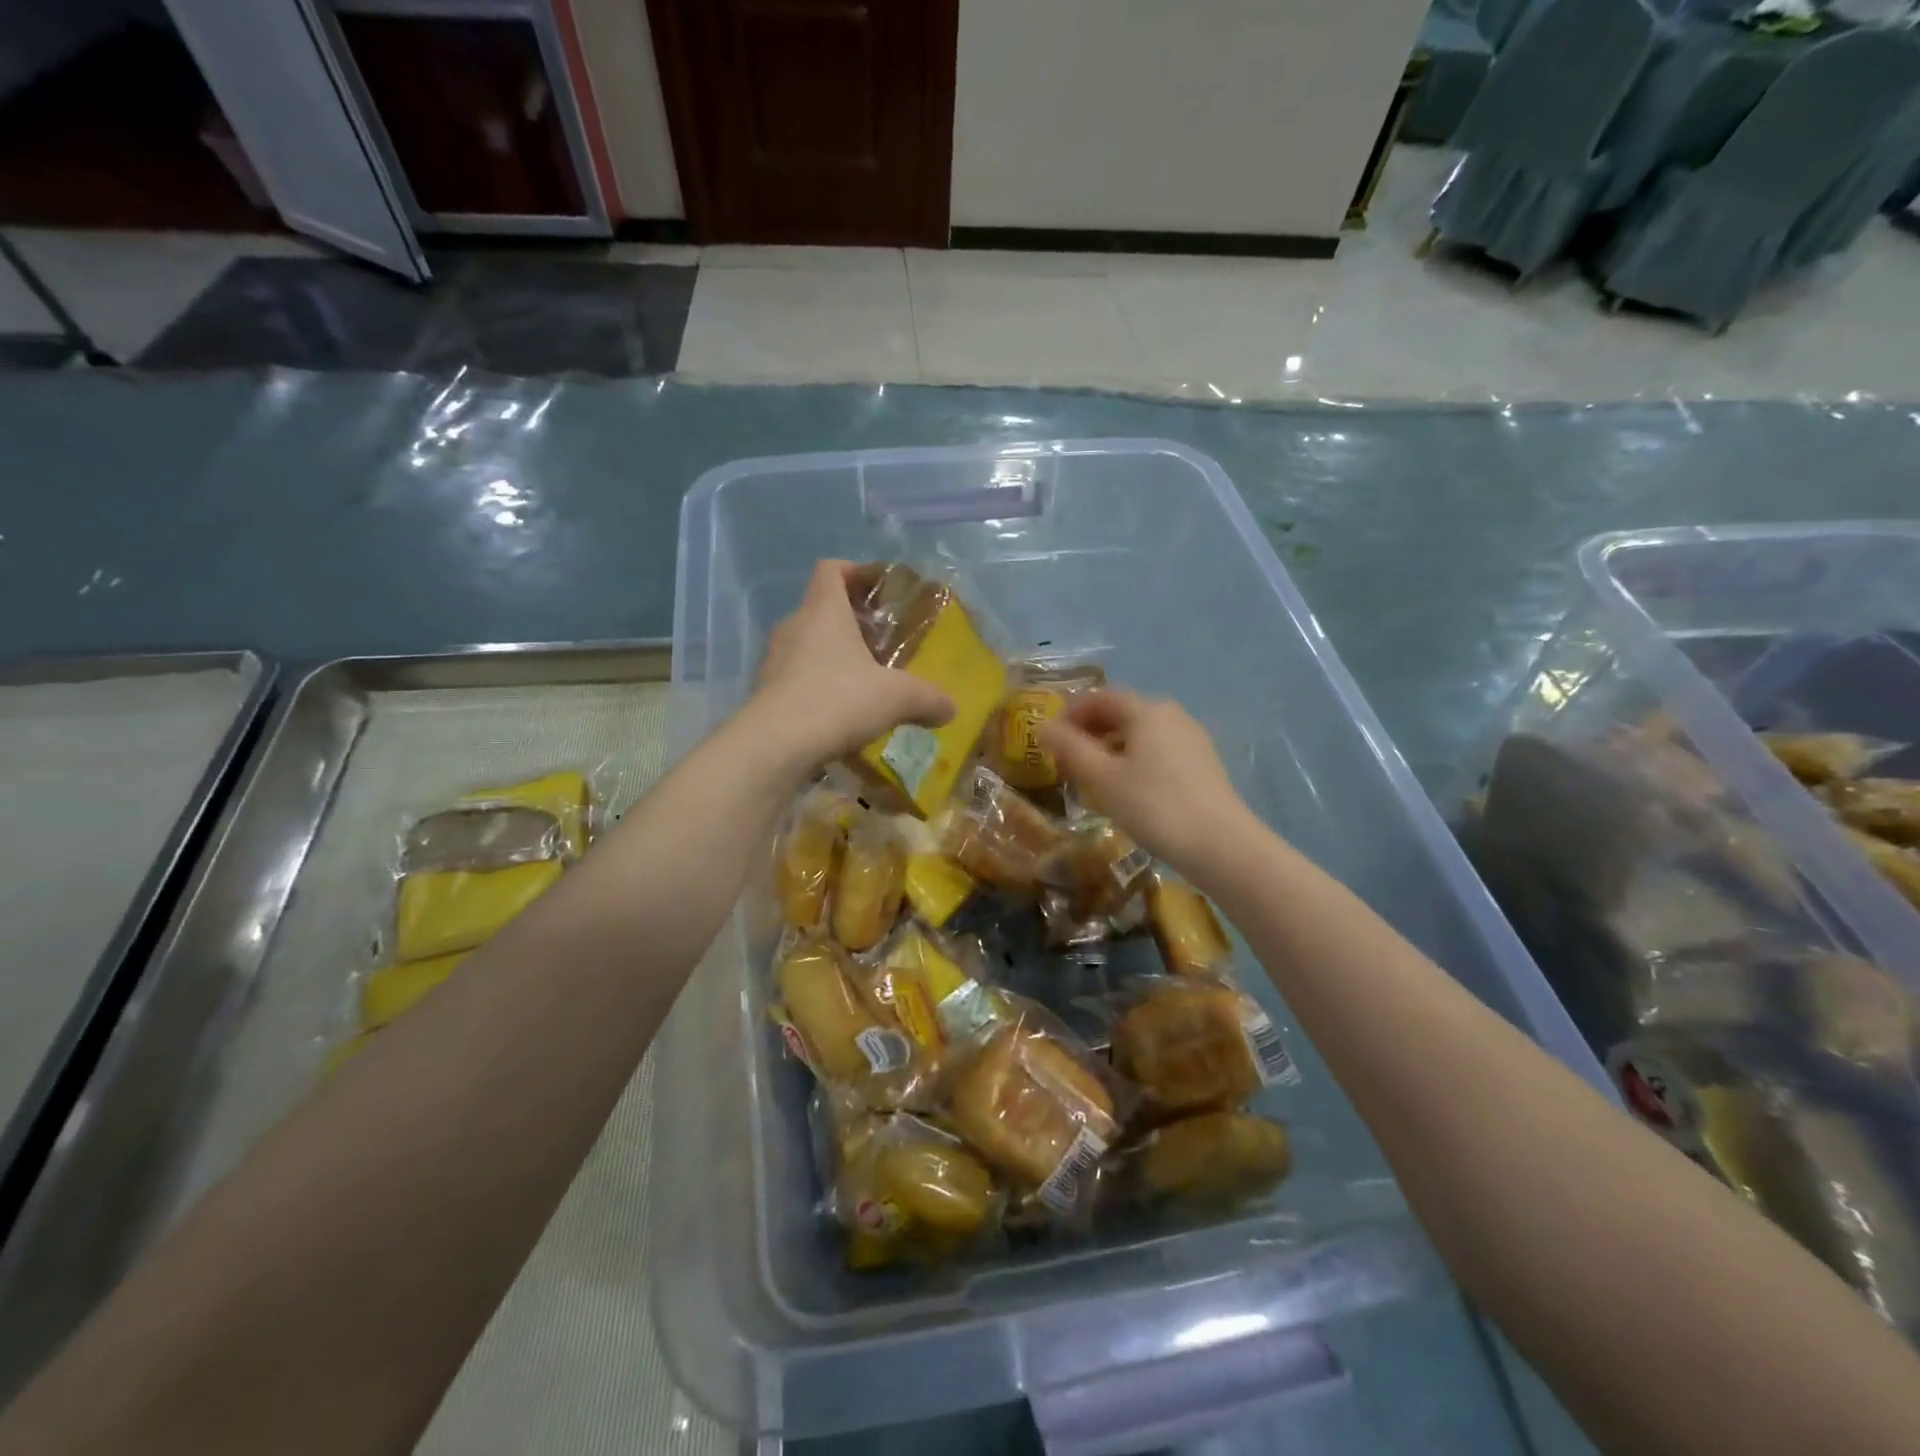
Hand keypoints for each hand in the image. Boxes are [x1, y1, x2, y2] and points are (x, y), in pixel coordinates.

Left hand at [752, 560, 954, 767]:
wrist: (775, 745)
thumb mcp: (897, 698)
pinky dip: (817, 685)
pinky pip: (796, 676)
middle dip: (851, 620)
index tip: (879, 588)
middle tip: (880, 641)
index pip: (832, 569)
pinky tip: (839, 711)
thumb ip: (928, 699)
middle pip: (821, 607)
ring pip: (807, 643)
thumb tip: (950, 709)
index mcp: (824, 610)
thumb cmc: (839, 700)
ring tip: (862, 679)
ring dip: (833, 655)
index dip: (855, 571)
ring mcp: (774, 659)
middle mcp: (794, 625)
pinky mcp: (765, 691)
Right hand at [1038, 690, 1253, 872]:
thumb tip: (1042, 726)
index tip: (1050, 740)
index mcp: (1146, 710)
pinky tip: (1127, 791)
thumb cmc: (1154, 806)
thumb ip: (1070, 748)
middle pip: (1121, 713)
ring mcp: (1191, 738)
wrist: (1221, 845)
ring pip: (1140, 734)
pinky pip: (1158, 750)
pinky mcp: (1202, 763)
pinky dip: (1134, 760)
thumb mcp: (1102, 778)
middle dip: (1089, 732)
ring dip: (1110, 748)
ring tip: (1092, 779)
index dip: (1070, 714)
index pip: (1099, 697)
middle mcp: (1171, 714)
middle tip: (1066, 762)